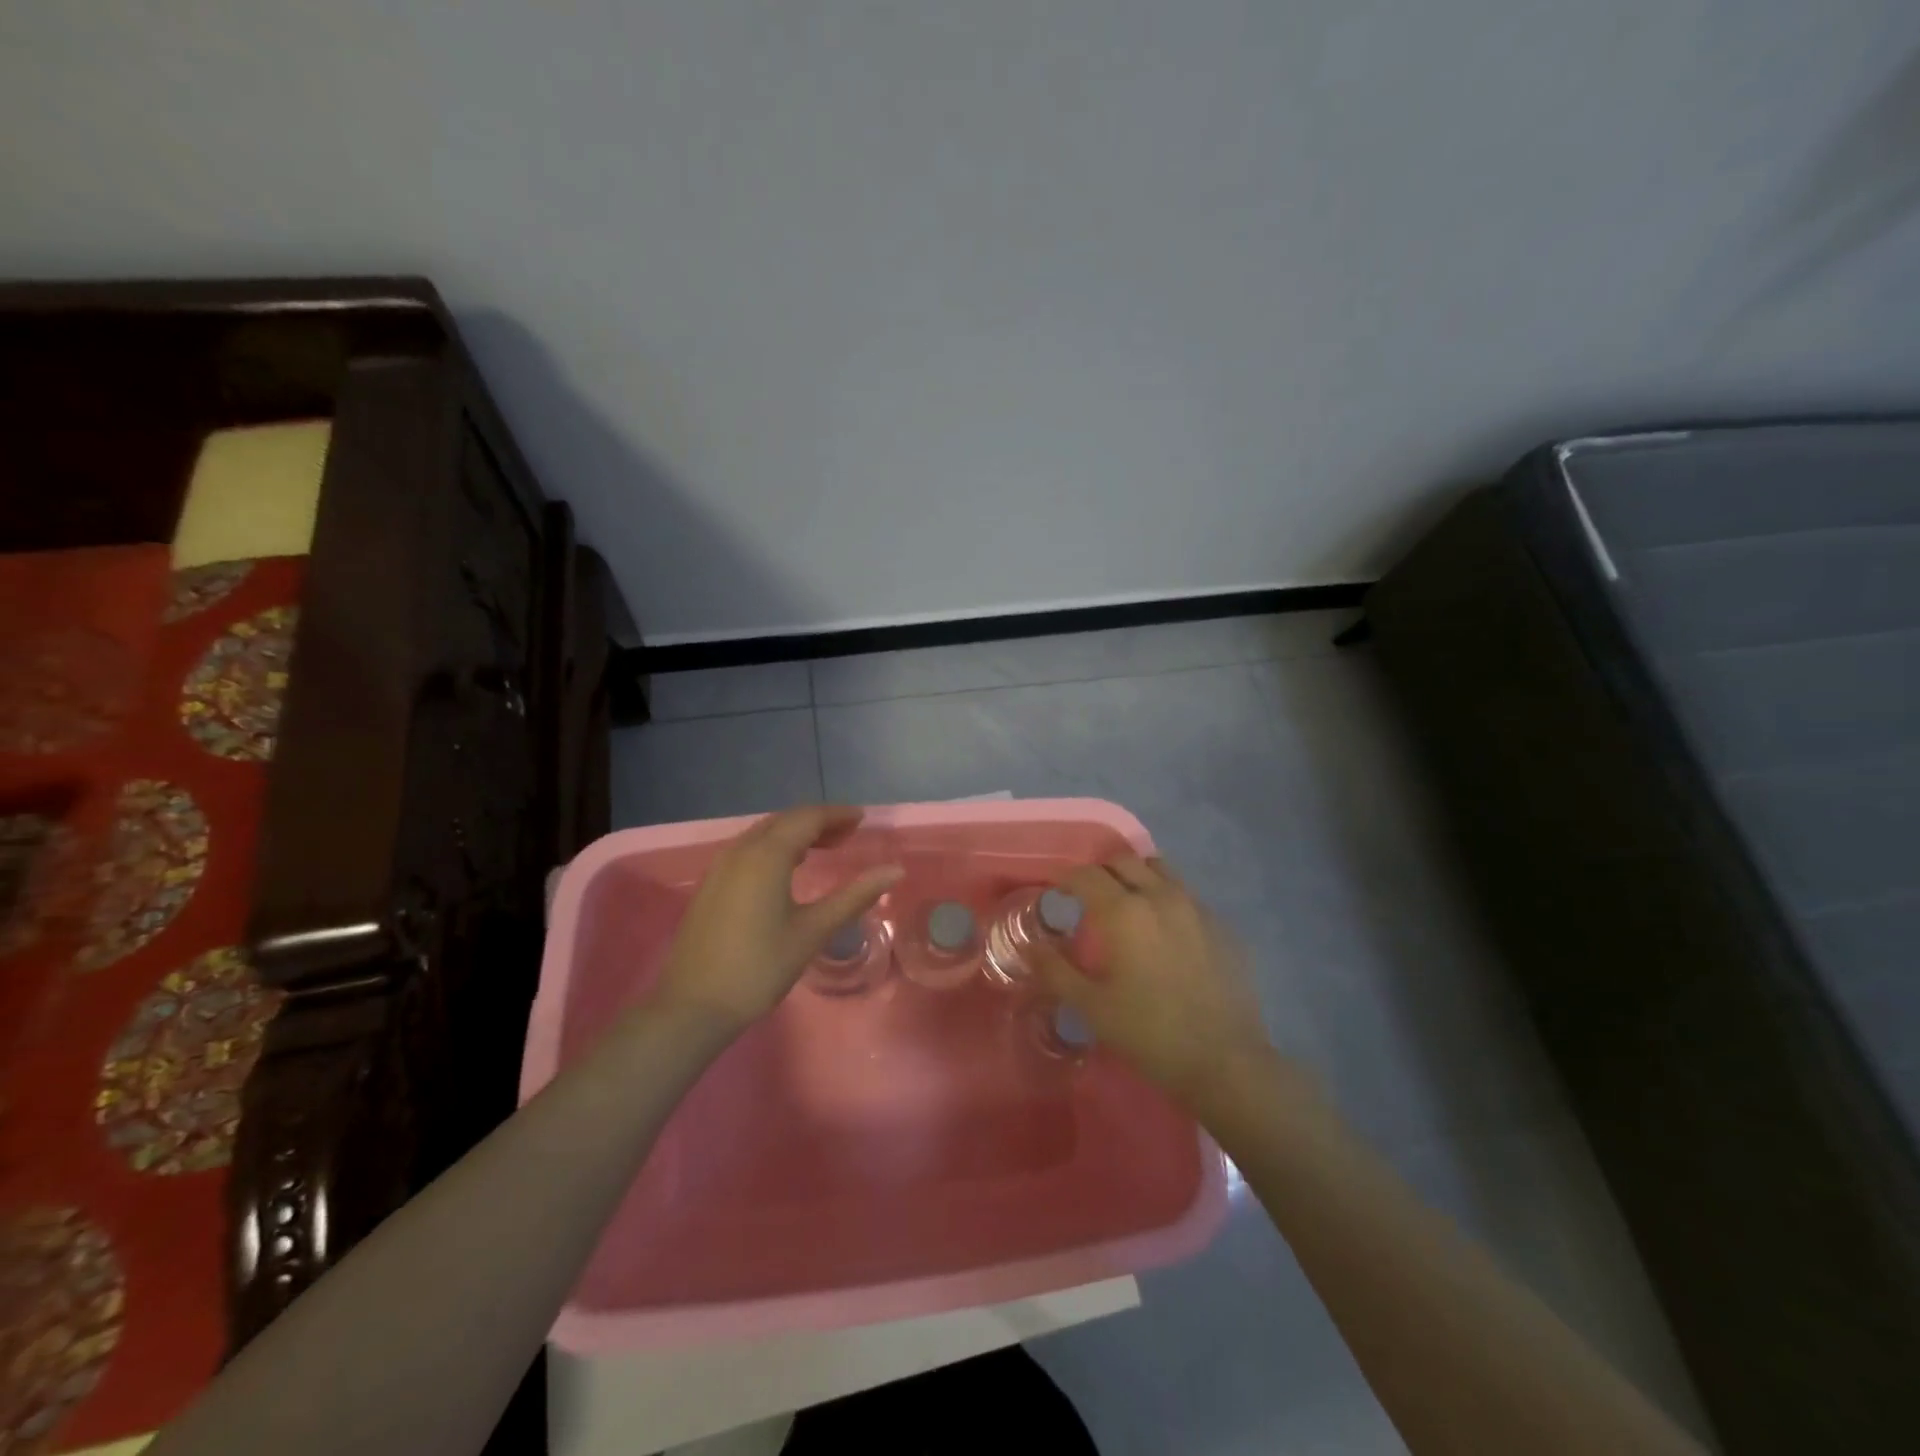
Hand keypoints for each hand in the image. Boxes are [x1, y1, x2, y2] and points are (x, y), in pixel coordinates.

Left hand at [652, 806, 901, 1032]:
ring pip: (764, 834)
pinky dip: (775, 848)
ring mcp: (720, 867)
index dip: (837, 815)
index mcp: (766, 855)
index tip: (862, 819)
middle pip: (784, 821)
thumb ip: (854, 896)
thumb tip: (895, 870)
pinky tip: (788, 869)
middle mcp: (740, 850)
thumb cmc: (759, 967)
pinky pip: (749, 850)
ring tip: (825, 848)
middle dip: (818, 822)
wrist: (693, 1006)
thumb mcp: (813, 931)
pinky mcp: (711, 885)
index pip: (807, 818)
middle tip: (849, 834)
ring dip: (795, 834)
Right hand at [1029, 856, 1277, 1109]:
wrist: (1226, 1062)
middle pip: (1123, 861)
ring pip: (1159, 869)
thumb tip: (1030, 946)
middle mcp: (1160, 896)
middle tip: (1088, 897)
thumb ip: (1055, 970)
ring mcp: (1196, 907)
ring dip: (1136, 876)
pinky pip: (1186, 895)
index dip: (1065, 878)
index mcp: (1124, 911)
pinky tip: (1165, 932)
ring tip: (1128, 905)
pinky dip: (1166, 898)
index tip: (1055, 893)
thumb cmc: (1150, 1033)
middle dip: (1100, 872)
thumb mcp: (1092, 1006)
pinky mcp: (1222, 925)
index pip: (1086, 874)